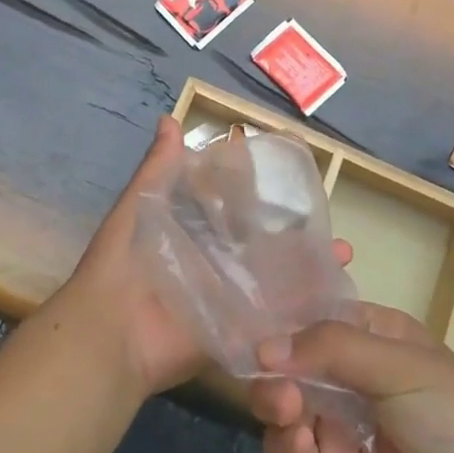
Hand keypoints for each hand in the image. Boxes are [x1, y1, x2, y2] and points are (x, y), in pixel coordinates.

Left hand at [54, 117, 350, 398]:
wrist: (110, 334)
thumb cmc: (122, 265)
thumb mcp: (137, 208)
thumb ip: (157, 171)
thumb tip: (170, 118)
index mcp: (190, 234)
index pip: (232, 210)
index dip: (260, 197)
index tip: (296, 181)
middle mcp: (212, 265)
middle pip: (259, 247)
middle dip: (293, 237)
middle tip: (332, 224)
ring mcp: (226, 301)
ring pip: (272, 282)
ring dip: (304, 272)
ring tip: (343, 256)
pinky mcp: (234, 334)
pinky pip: (269, 323)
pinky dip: (298, 313)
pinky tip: (333, 299)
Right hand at [249, 306, 453, 452]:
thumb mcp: (400, 364)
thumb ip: (331, 347)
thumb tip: (263, 347)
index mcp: (372, 338)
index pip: (316, 313)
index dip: (285, 312)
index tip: (250, 309)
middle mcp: (348, 378)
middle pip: (289, 358)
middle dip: (272, 359)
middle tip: (260, 367)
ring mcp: (334, 428)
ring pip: (280, 402)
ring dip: (272, 398)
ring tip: (282, 403)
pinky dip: (284, 442)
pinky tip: (298, 438)